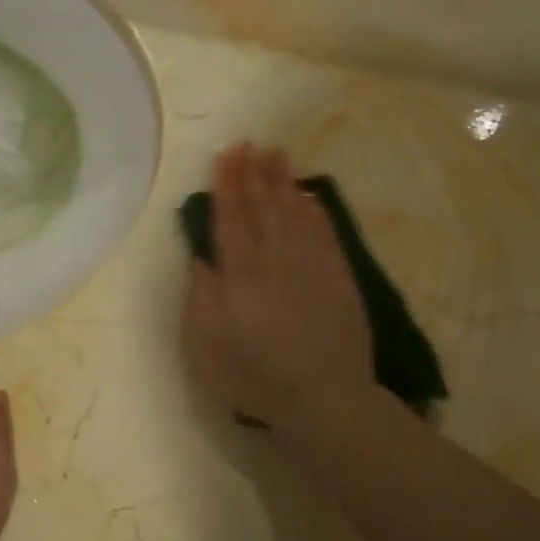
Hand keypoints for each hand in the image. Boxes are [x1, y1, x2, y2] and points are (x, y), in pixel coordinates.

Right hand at [182, 143, 372, 430]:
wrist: (323, 397)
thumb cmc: (254, 374)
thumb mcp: (206, 343)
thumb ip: (201, 295)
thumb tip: (202, 257)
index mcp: (240, 271)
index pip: (231, 216)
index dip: (227, 184)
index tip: (225, 155)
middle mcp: (275, 257)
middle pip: (262, 205)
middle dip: (253, 173)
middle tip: (249, 143)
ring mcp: (311, 264)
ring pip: (294, 211)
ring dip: (283, 181)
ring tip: (276, 155)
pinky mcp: (338, 276)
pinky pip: (324, 232)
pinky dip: (315, 210)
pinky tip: (309, 196)